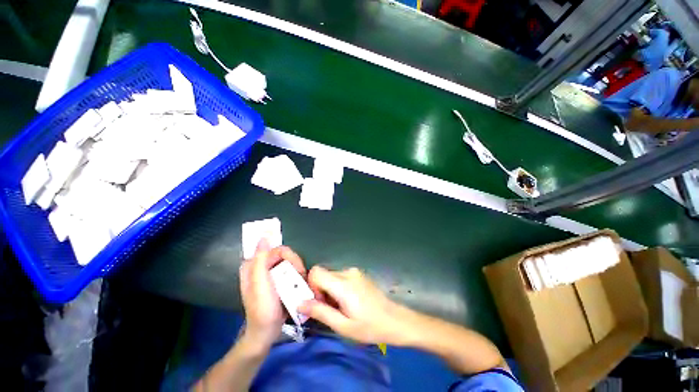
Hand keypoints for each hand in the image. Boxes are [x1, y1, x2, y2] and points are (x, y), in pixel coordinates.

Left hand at [239, 239, 305, 350]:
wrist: (266, 332)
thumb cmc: (262, 309)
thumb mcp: (260, 284)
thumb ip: (261, 259)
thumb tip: (264, 236)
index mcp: (253, 266)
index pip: (275, 249)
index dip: (288, 255)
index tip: (297, 267)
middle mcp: (261, 267)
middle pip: (284, 255)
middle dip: (295, 264)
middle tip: (300, 277)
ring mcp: (270, 275)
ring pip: (289, 263)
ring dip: (298, 271)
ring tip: (300, 284)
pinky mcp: (277, 282)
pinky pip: (290, 271)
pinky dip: (297, 276)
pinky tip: (299, 285)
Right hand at [298, 266, 412, 344]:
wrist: (394, 319)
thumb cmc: (369, 326)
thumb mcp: (343, 325)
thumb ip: (320, 312)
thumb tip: (300, 303)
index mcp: (343, 283)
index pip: (316, 272)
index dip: (312, 286)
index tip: (319, 303)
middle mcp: (348, 272)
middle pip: (323, 274)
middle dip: (320, 291)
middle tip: (330, 309)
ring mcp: (355, 271)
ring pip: (331, 276)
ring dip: (330, 290)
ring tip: (341, 307)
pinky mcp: (359, 274)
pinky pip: (340, 276)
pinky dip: (338, 287)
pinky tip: (349, 301)